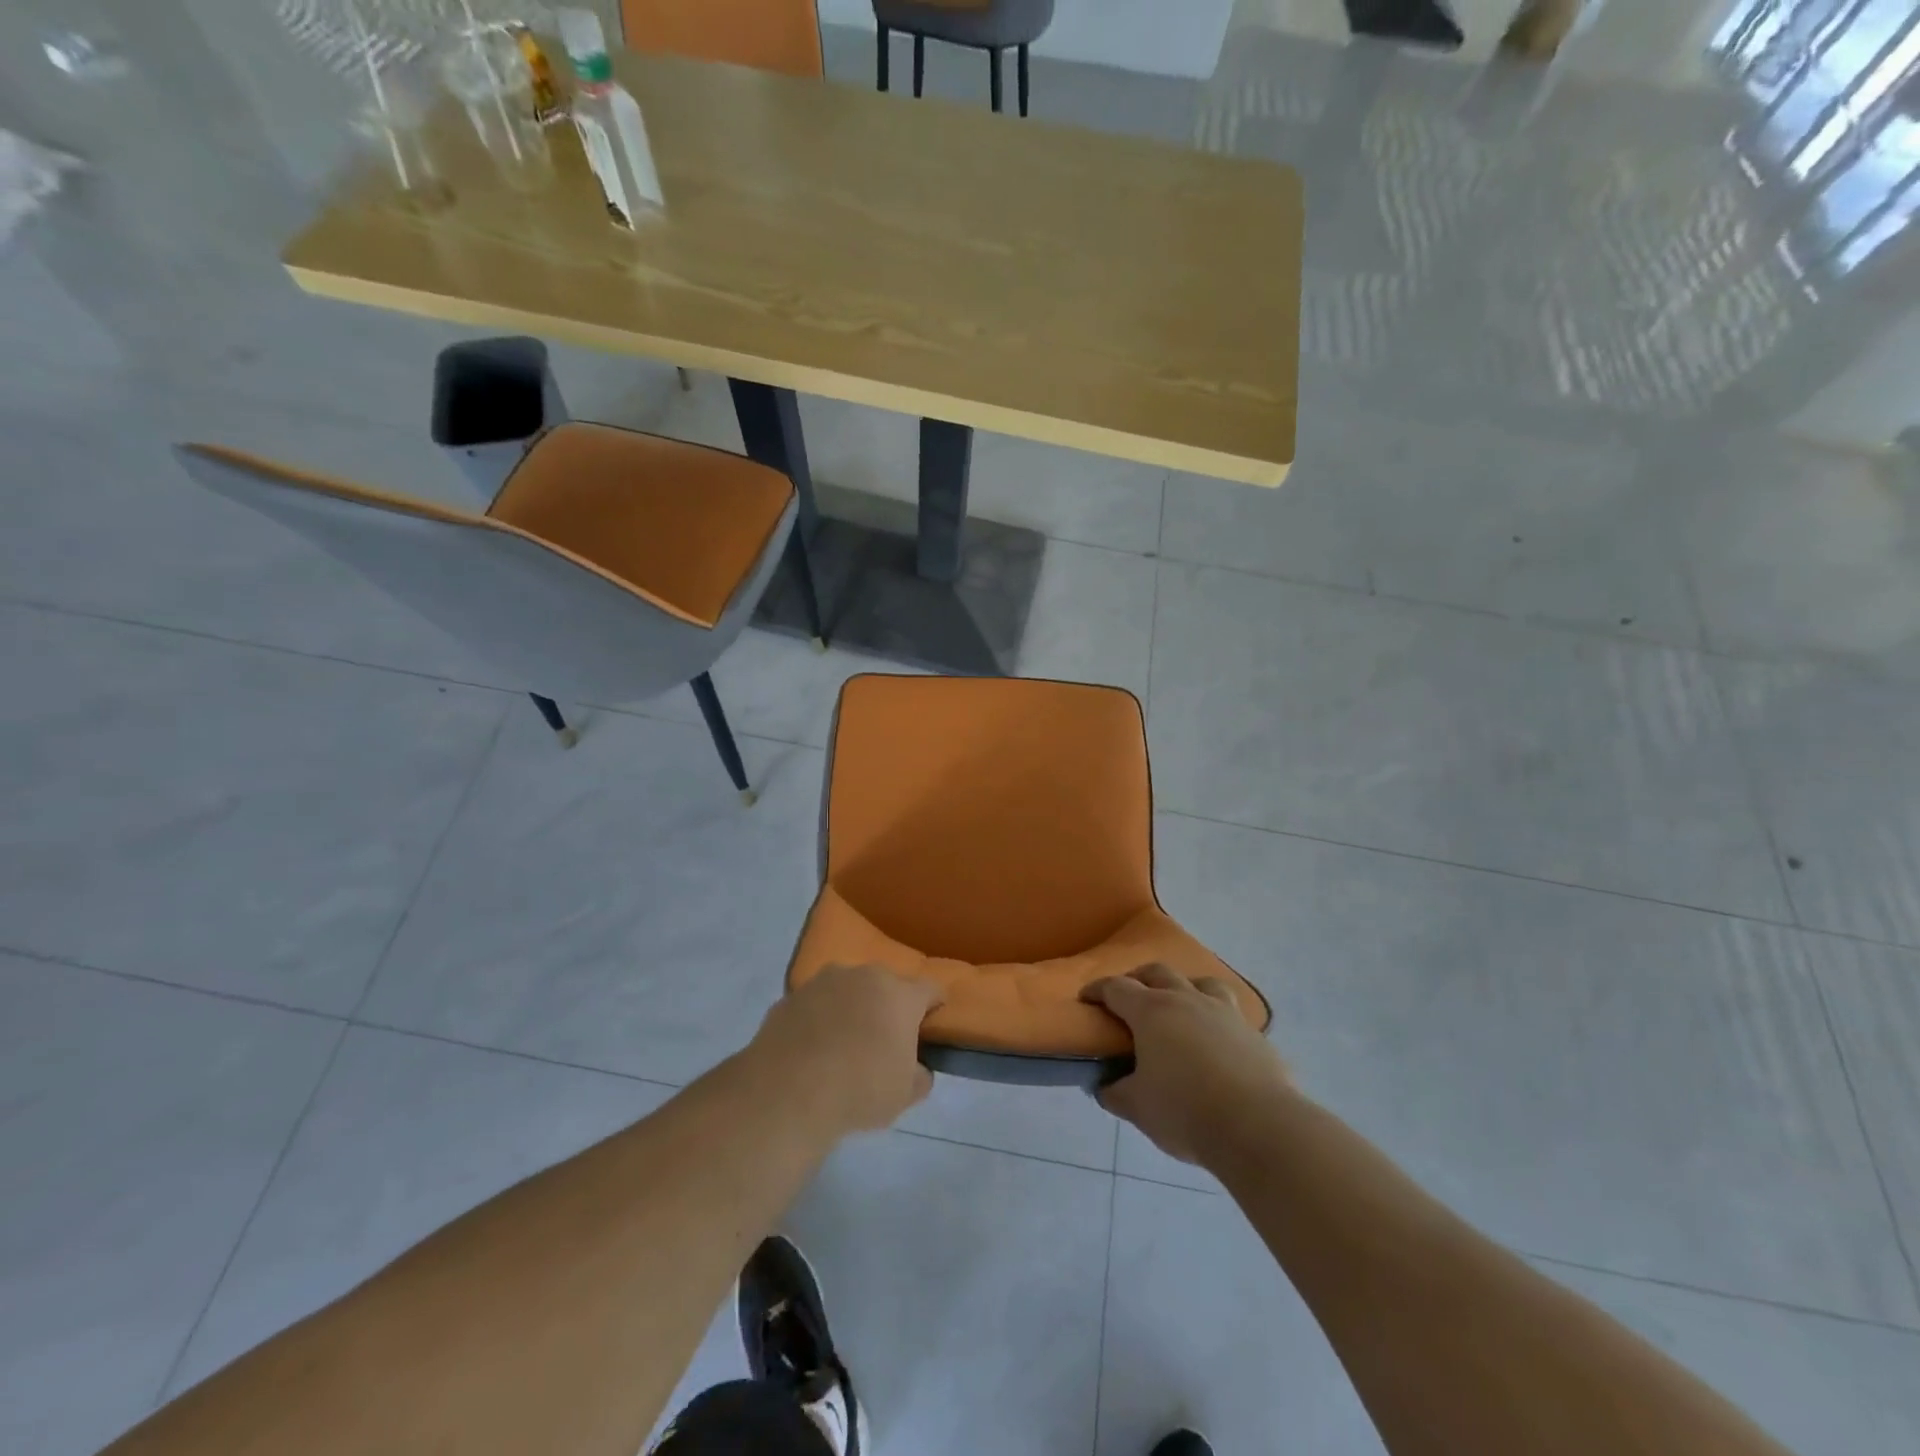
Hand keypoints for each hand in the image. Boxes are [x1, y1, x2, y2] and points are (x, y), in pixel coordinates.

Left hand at [752, 964, 945, 1133]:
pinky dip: (819, 1020)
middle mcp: (864, 976)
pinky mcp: (791, 997)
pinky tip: (812, 1050)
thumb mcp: (905, 1095)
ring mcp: (823, 982)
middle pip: (886, 985)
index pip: (930, 989)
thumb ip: (920, 1076)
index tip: (931, 1022)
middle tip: (884, 1039)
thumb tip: (918, 1069)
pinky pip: (815, 1005)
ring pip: (848, 990)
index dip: (935, 1005)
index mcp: (900, 995)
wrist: (788, 1091)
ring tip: (843, 1043)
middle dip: (888, 1006)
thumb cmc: (860, 1089)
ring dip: (851, 1008)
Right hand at [1081, 964, 1289, 1166]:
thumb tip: (1104, 1085)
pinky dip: (1216, 1019)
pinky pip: (1230, 1014)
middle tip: (1129, 997)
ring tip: (1179, 1007)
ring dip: (1184, 988)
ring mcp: (1224, 1013)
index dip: (1097, 990)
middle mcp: (1187, 1000)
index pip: (1116, 988)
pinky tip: (1216, 1041)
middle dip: (1138, 979)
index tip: (1086, 998)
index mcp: (1151, 1011)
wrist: (1259, 1127)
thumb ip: (1115, 1093)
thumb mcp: (1137, 1108)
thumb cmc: (1186, 1112)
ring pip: (1201, 982)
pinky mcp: (1254, 1034)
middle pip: (1157, 972)